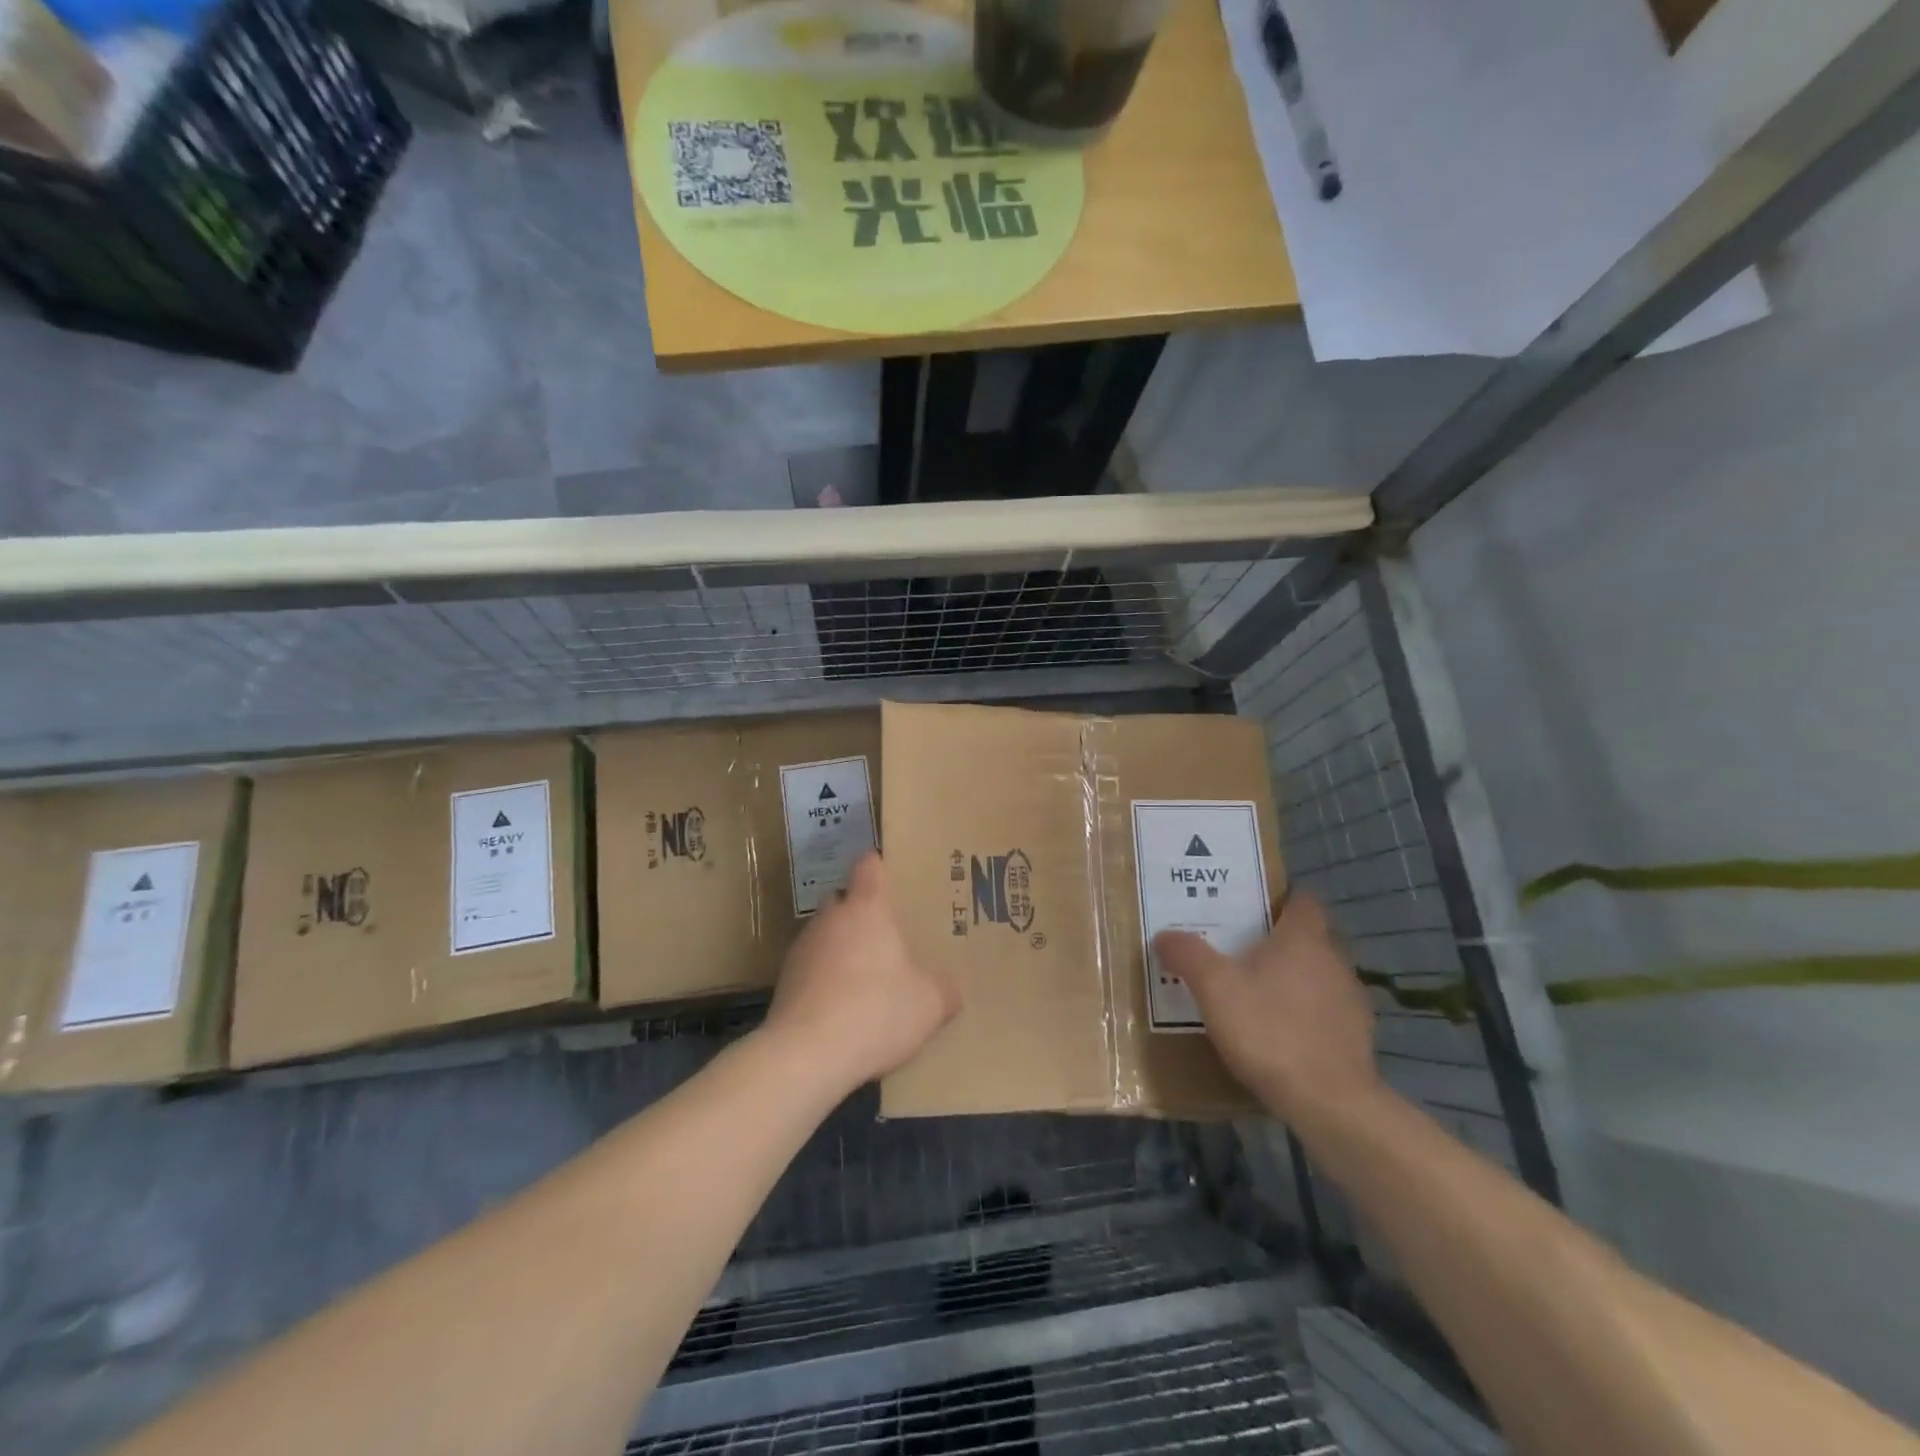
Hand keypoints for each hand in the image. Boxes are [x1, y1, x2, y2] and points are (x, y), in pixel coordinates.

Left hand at [766, 853, 960, 1091]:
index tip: (892, 876)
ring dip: (841, 949)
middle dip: (861, 913)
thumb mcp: (928, 1004)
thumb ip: (944, 990)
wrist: (806, 1054)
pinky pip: (811, 969)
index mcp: (867, 908)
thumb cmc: (875, 1011)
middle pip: (844, 900)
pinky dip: (824, 980)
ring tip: (864, 979)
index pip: (869, 866)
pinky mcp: (784, 981)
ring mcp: (802, 948)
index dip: (880, 867)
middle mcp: (831, 918)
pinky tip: (840, 1009)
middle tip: (887, 936)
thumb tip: (953, 989)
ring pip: (825, 935)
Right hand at [1153, 891, 1380, 1120]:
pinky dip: (1308, 1015)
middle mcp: (1335, 960)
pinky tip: (1281, 1035)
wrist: (1329, 1104)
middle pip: (1310, 938)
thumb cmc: (1269, 1030)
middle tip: (1242, 951)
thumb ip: (1188, 955)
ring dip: (1296, 980)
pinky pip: (1328, 1012)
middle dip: (1280, 941)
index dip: (1279, 899)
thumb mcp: (1214, 988)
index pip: (1302, 900)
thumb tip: (1165, 935)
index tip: (1252, 908)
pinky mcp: (1359, 1039)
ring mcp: (1352, 1001)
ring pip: (1320, 976)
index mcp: (1304, 939)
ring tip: (1258, 995)